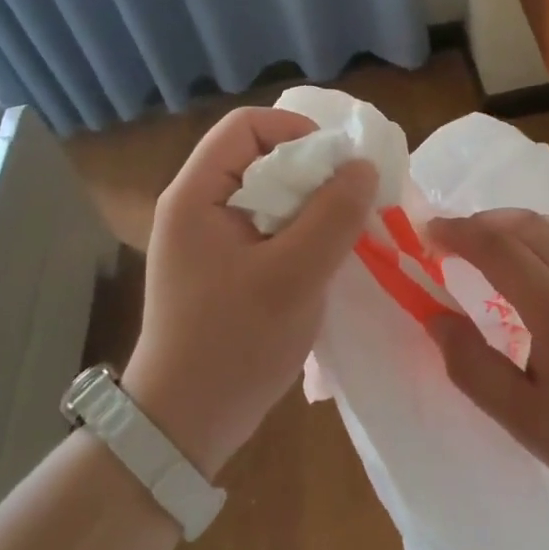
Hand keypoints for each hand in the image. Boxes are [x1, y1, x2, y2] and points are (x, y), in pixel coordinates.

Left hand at [124, 107, 376, 477]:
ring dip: (310, 204)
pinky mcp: (222, 266)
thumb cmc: (234, 343)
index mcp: (196, 194)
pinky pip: (266, 226)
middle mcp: (196, 205)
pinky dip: (299, 231)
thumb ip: (333, 216)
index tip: (339, 165)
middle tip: (352, 200)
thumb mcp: (293, 276)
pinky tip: (325, 257)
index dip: (297, 131)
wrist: (185, 424)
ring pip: (268, 194)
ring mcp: (207, 238)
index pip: (246, 125)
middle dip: (311, 171)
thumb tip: (363, 166)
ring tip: (346, 230)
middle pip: (259, 156)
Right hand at [424, 210, 548, 509]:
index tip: (428, 232)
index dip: (457, 232)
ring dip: (513, 222)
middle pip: (523, 224)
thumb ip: (473, 367)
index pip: (495, 246)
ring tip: (489, 240)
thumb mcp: (526, 419)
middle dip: (480, 222)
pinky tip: (541, 259)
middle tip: (451, 236)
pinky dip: (545, 233)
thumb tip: (436, 320)